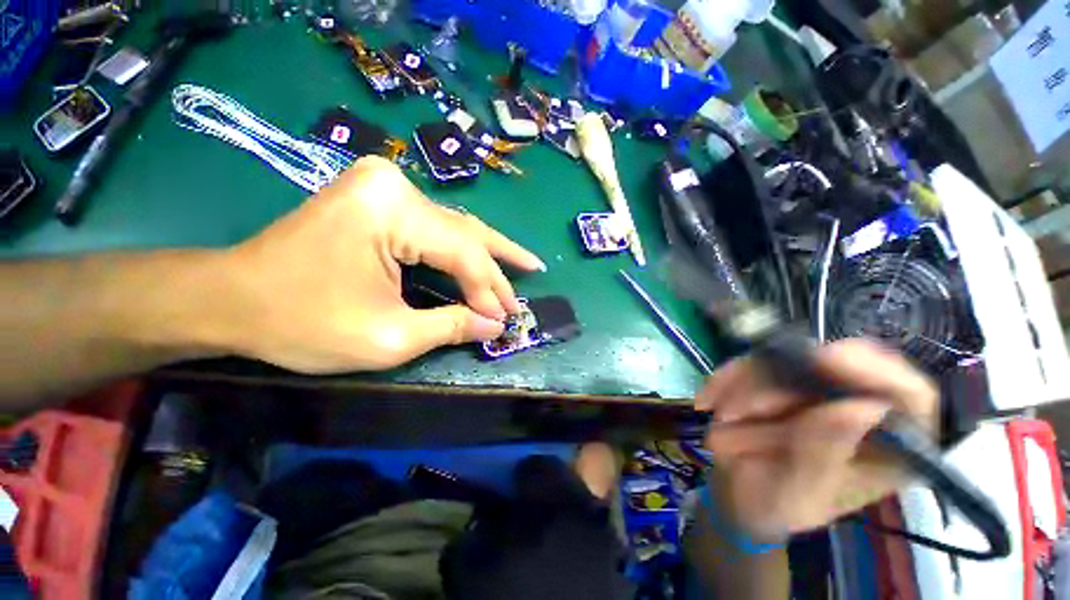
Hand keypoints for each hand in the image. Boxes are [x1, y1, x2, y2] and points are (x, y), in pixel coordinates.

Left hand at [215, 156, 544, 372]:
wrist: (230, 298)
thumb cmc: (301, 322)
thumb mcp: (388, 336)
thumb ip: (451, 326)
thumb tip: (495, 326)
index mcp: (392, 209)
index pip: (463, 252)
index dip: (489, 290)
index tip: (505, 320)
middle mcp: (393, 185)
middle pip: (465, 232)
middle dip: (498, 265)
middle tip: (532, 276)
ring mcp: (383, 186)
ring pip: (454, 226)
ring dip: (487, 252)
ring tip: (522, 263)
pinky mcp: (377, 198)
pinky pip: (434, 227)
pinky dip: (460, 248)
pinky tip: (484, 255)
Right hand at [695, 339, 937, 540]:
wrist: (738, 492)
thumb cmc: (777, 506)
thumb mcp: (798, 495)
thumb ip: (824, 456)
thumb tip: (862, 407)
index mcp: (890, 447)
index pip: (910, 394)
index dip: (876, 370)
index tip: (824, 360)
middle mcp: (859, 407)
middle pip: (835, 365)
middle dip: (779, 383)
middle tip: (740, 410)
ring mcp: (816, 388)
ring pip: (784, 359)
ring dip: (744, 383)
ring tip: (721, 417)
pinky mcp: (778, 376)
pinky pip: (750, 362)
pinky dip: (726, 378)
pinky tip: (708, 401)